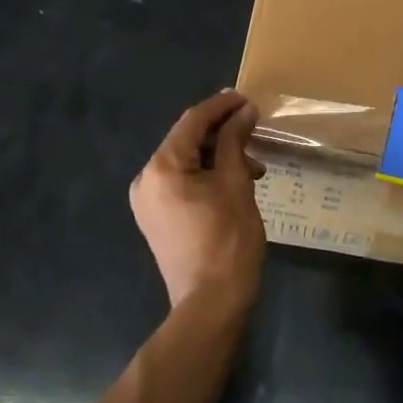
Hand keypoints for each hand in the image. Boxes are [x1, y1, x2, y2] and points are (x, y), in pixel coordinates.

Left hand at [130, 91, 266, 309]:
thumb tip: (244, 111)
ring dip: (219, 156)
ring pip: (187, 162)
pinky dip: (208, 176)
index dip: (221, 105)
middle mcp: (146, 179)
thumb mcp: (236, 184)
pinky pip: (182, 183)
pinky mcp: (157, 219)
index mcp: (162, 167)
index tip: (247, 98)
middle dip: (223, 133)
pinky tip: (235, 182)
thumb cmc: (227, 240)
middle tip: (255, 129)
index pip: (192, 121)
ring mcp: (148, 201)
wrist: (210, 305)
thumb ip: (235, 141)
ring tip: (254, 166)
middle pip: (187, 140)